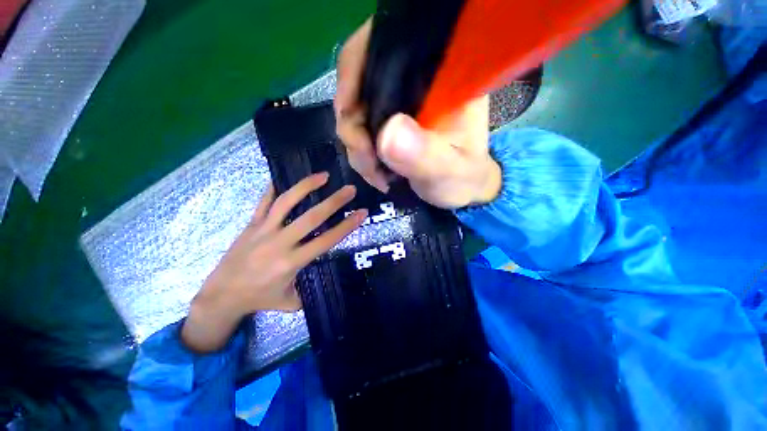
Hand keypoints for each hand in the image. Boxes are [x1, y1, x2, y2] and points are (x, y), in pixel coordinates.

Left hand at [181, 173, 367, 352]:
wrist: (221, 296)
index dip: (346, 226)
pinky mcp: (251, 224)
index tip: (361, 213)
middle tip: (350, 189)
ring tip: (323, 175)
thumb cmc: (259, 299)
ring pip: (286, 202)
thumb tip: (324, 274)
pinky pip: (264, 202)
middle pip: (311, 217)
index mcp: (292, 262)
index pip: (326, 240)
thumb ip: (310, 289)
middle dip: (334, 202)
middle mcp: (280, 242)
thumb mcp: (290, 301)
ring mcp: (263, 230)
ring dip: (306, 186)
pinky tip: (285, 176)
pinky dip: (275, 188)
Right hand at [335, 18, 500, 208]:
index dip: (356, 71)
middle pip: (360, 82)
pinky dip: (360, 153)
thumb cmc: (463, 177)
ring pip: (354, 111)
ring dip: (357, 147)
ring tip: (377, 174)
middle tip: (368, 162)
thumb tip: (388, 133)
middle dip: (354, 127)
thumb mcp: (451, 171)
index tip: (350, 115)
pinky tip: (375, 171)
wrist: (459, 190)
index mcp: (440, 76)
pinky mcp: (387, 122)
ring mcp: (398, 103)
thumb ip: (426, 155)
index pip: (388, 45)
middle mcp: (415, 80)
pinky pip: (358, 131)